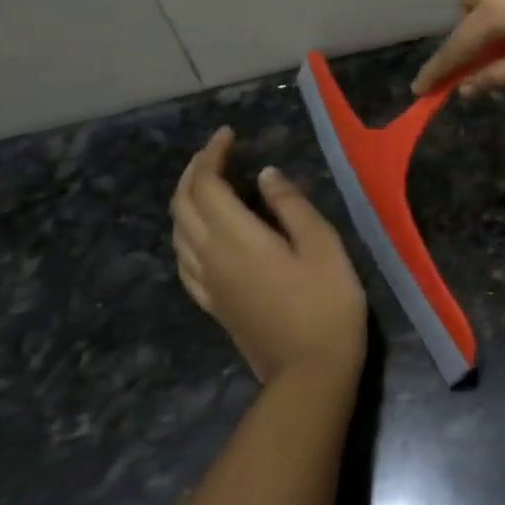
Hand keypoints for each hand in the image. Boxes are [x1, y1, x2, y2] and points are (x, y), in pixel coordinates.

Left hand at [170, 128, 366, 382]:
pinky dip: (186, 231)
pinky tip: (202, 232)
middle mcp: (209, 256)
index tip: (229, 134)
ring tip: (210, 181)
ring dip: (186, 198)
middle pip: (183, 204)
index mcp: (236, 238)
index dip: (212, 155)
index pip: (206, 185)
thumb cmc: (327, 301)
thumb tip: (266, 175)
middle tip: (218, 151)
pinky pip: (183, 258)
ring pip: (177, 230)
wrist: (309, 370)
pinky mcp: (211, 302)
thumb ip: (290, 205)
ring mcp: (205, 283)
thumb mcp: (322, 244)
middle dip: (194, 171)